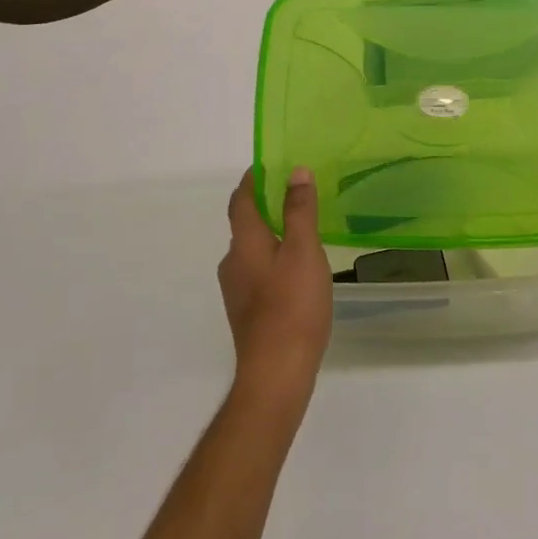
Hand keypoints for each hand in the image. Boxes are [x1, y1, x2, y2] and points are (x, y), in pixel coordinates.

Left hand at [220, 168, 331, 397]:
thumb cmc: (292, 305)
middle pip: (245, 225)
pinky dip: (274, 259)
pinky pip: (259, 272)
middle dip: (266, 206)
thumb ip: (300, 210)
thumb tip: (295, 171)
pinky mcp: (248, 312)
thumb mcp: (304, 251)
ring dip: (272, 235)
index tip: (270, 165)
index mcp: (244, 243)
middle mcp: (233, 263)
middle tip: (297, 195)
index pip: (241, 200)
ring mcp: (238, 290)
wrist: (276, 373)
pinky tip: (298, 271)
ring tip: (303, 231)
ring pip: (253, 250)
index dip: (253, 180)